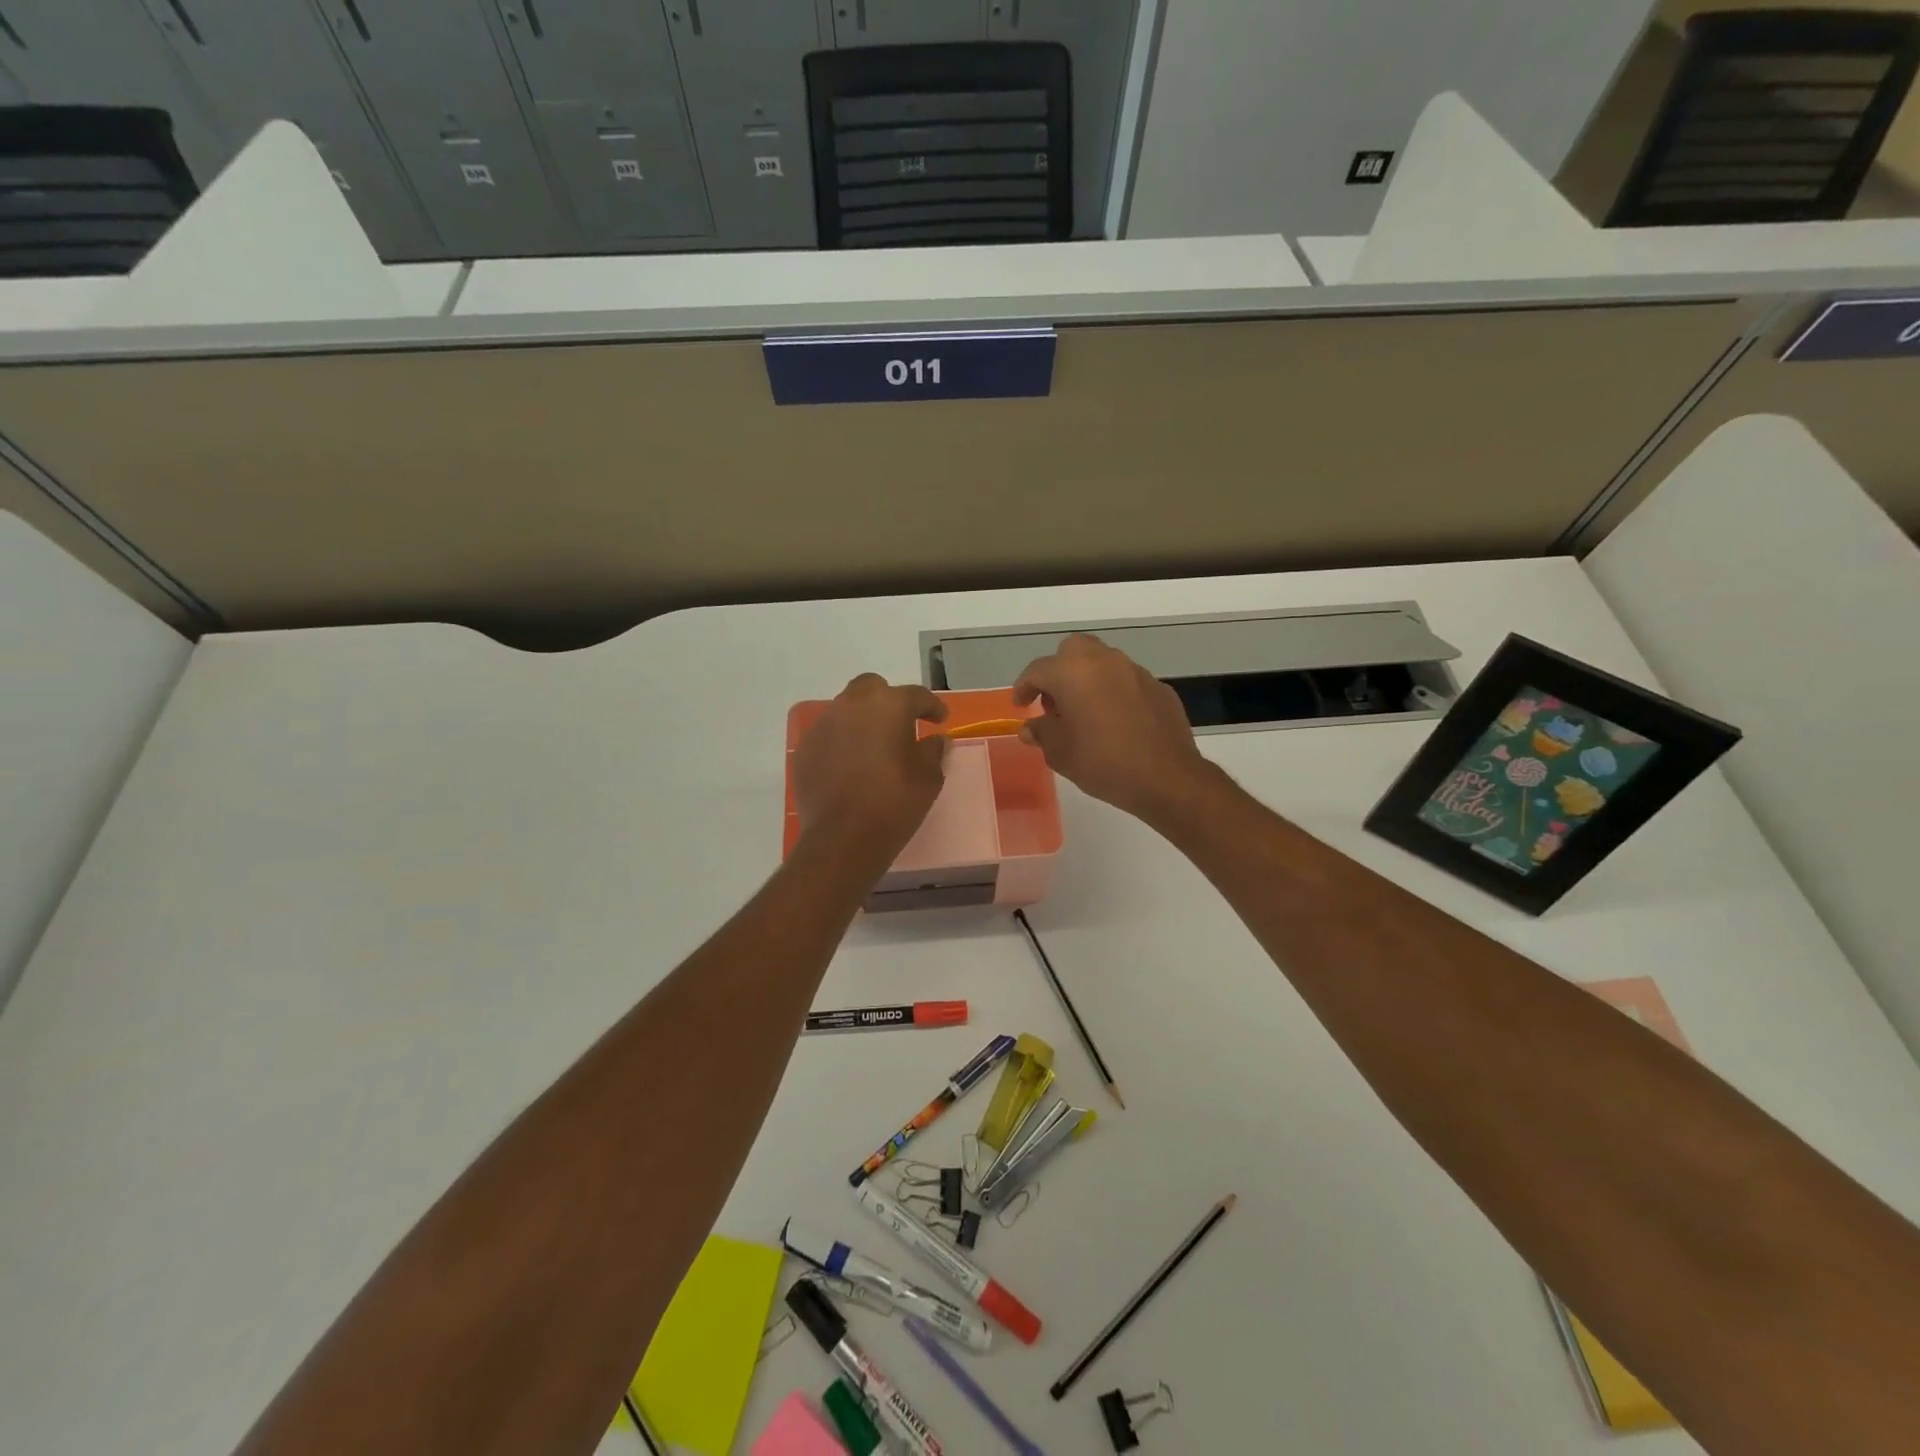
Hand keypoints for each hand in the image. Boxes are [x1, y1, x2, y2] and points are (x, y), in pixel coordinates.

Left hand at [793, 674, 949, 864]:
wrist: (843, 838)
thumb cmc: (894, 803)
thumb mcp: (928, 778)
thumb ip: (933, 751)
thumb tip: (934, 740)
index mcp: (888, 705)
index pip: (916, 695)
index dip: (932, 707)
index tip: (940, 720)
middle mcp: (853, 705)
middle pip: (873, 688)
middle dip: (889, 700)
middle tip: (902, 724)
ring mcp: (824, 725)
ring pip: (847, 709)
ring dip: (863, 720)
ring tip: (875, 745)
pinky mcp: (806, 748)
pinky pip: (829, 734)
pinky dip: (843, 741)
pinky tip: (851, 764)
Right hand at [1013, 634, 1215, 824]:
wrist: (1166, 777)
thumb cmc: (1103, 762)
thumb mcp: (1060, 752)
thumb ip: (1042, 732)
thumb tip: (1031, 727)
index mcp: (1073, 672)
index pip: (1038, 670)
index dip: (1024, 687)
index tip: (1020, 706)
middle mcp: (1104, 661)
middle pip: (1073, 651)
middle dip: (1058, 672)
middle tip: (1054, 703)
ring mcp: (1135, 671)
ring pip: (1102, 663)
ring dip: (1087, 680)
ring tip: (1084, 714)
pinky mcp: (1158, 687)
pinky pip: (1126, 682)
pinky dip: (1113, 693)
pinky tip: (1115, 722)